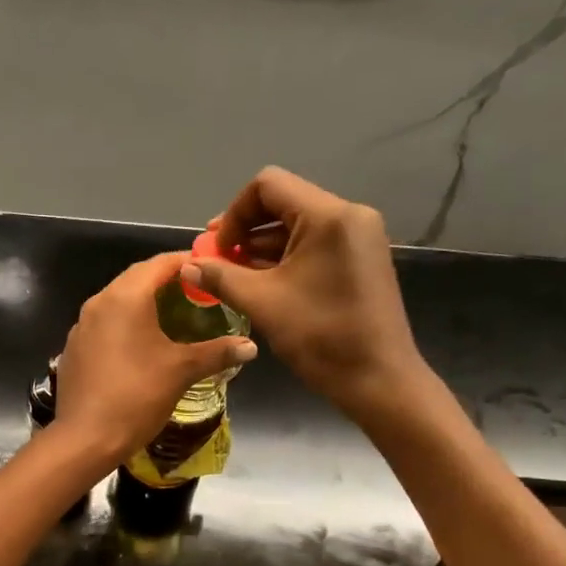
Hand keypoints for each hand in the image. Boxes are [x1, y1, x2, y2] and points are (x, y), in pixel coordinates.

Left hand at [51, 253, 257, 467]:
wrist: (85, 438)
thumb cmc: (137, 396)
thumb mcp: (182, 371)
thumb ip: (217, 352)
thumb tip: (250, 346)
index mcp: (125, 297)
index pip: (160, 263)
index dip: (188, 262)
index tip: (211, 270)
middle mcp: (99, 302)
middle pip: (137, 278)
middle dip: (167, 280)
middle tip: (197, 292)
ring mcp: (81, 325)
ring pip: (118, 300)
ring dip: (145, 301)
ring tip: (174, 315)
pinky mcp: (74, 348)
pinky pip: (104, 323)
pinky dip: (126, 323)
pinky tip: (142, 344)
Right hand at [186, 167, 426, 421]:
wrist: (379, 380)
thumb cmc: (321, 337)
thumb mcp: (262, 304)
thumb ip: (221, 277)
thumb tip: (186, 265)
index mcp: (329, 216)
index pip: (267, 186)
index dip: (234, 213)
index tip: (220, 250)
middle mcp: (349, 215)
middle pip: (283, 202)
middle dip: (245, 230)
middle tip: (217, 260)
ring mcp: (359, 237)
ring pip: (298, 225)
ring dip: (262, 246)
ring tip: (233, 276)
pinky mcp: (361, 258)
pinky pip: (315, 244)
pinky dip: (286, 257)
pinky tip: (263, 283)